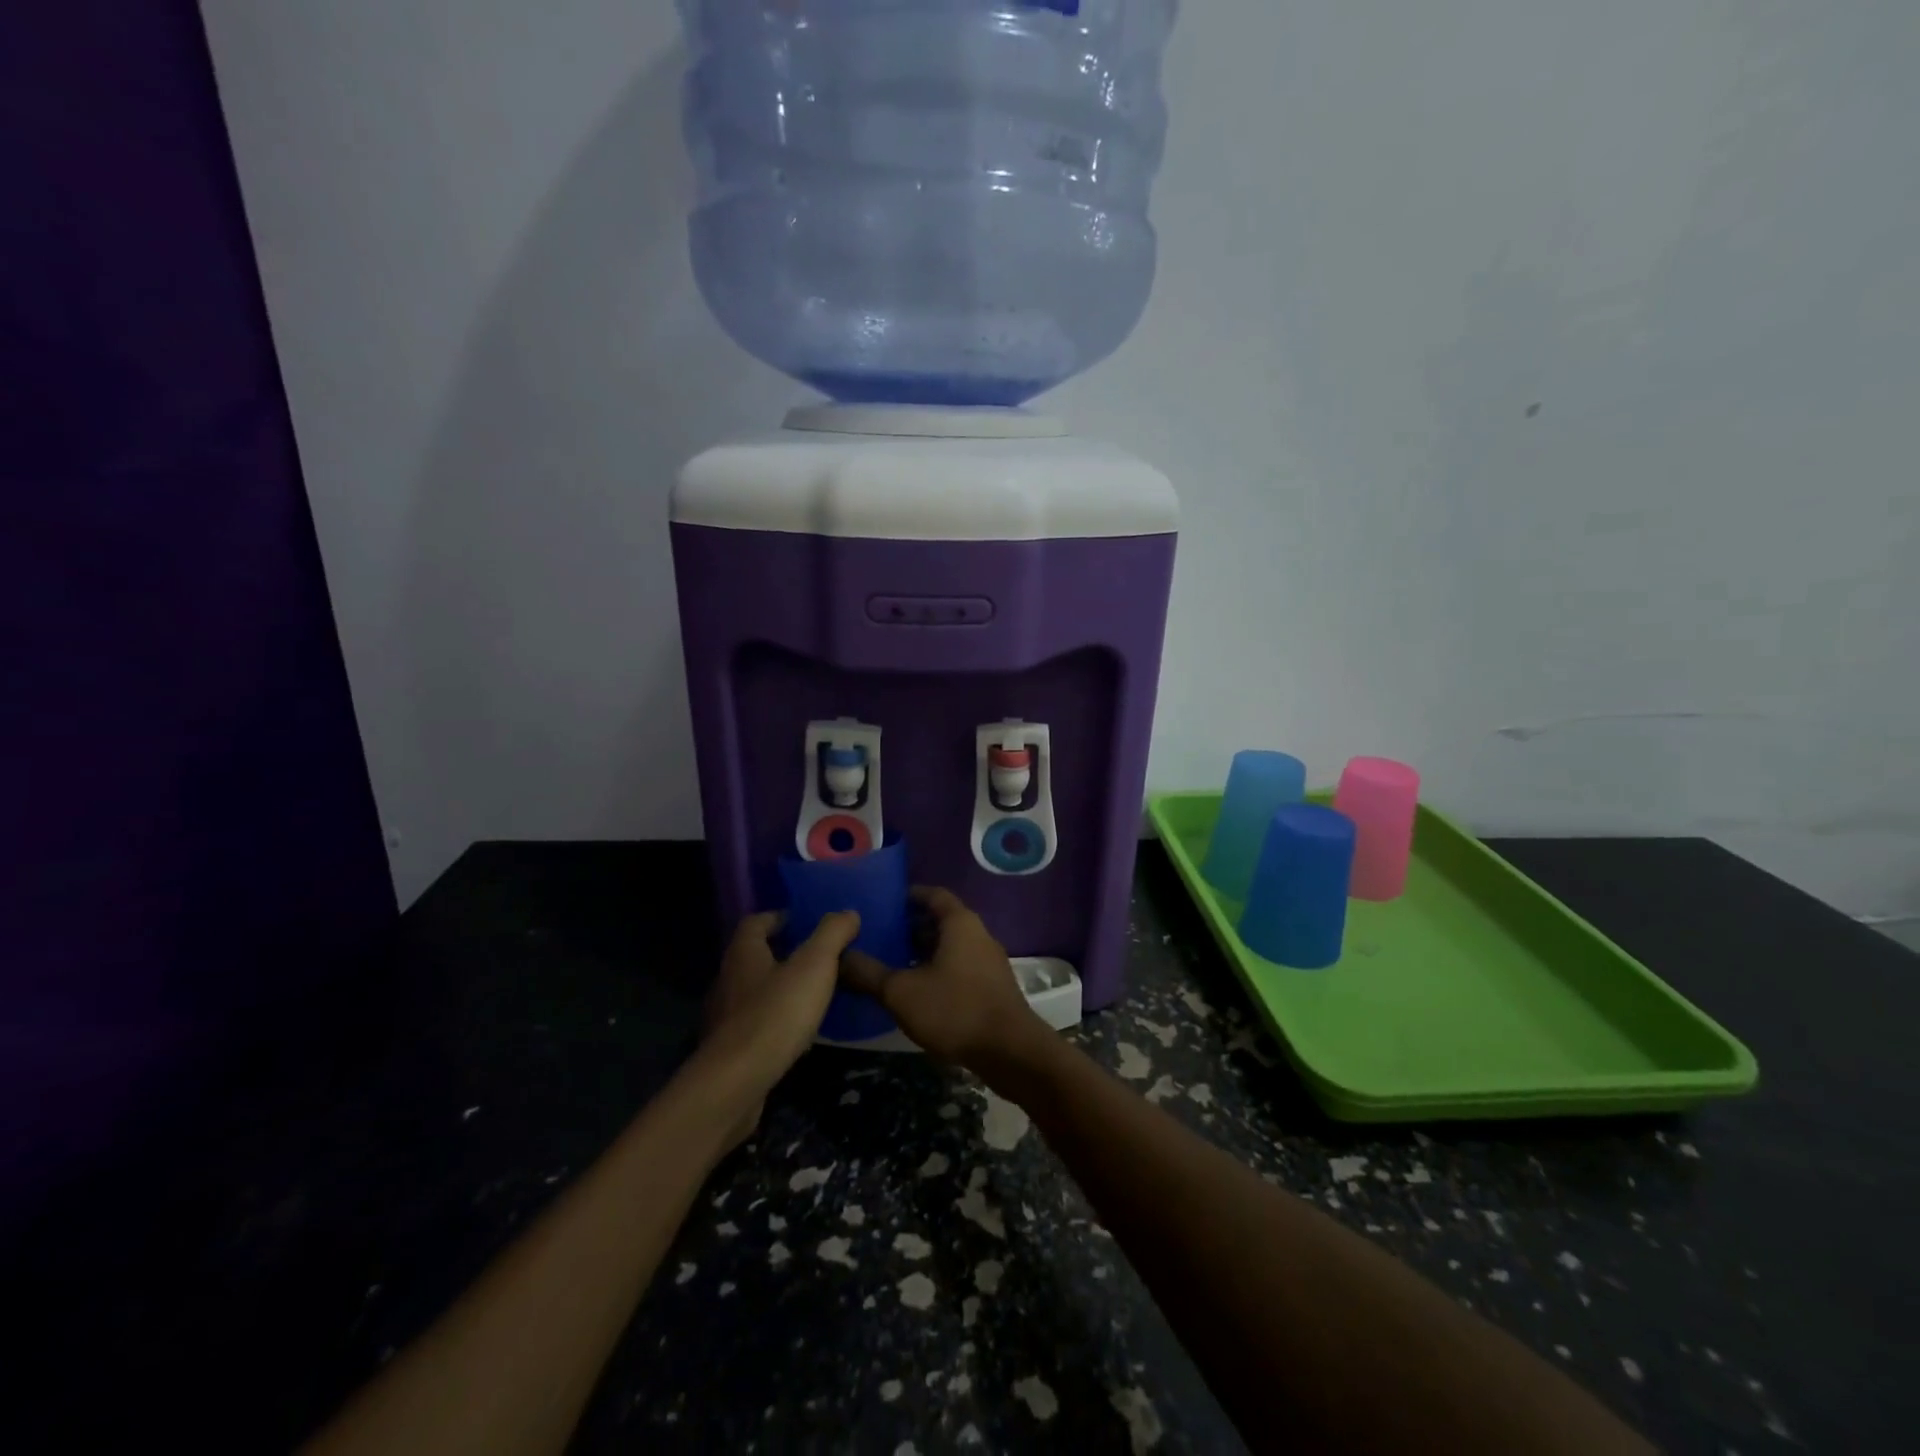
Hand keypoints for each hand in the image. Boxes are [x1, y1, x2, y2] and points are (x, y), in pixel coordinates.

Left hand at [702, 910, 860, 1143]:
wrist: (735, 1083)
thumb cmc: (775, 1014)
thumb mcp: (814, 965)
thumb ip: (832, 934)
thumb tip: (848, 912)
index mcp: (743, 953)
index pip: (755, 922)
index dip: (779, 918)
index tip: (804, 922)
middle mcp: (728, 979)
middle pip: (753, 956)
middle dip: (782, 953)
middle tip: (816, 956)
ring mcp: (725, 1017)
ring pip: (754, 991)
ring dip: (779, 989)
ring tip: (812, 994)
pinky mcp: (729, 1050)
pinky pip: (755, 1024)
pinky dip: (775, 1020)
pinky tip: (797, 1033)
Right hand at [839, 887, 1050, 1068]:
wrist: (1010, 1051)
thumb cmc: (954, 1010)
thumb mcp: (901, 992)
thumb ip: (868, 973)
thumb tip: (840, 956)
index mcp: (960, 923)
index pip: (933, 894)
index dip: (908, 895)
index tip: (883, 902)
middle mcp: (977, 934)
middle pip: (941, 920)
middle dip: (910, 925)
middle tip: (879, 935)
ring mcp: (987, 961)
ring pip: (950, 945)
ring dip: (923, 951)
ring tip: (890, 962)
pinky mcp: (991, 986)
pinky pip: (959, 966)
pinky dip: (936, 969)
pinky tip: (915, 990)